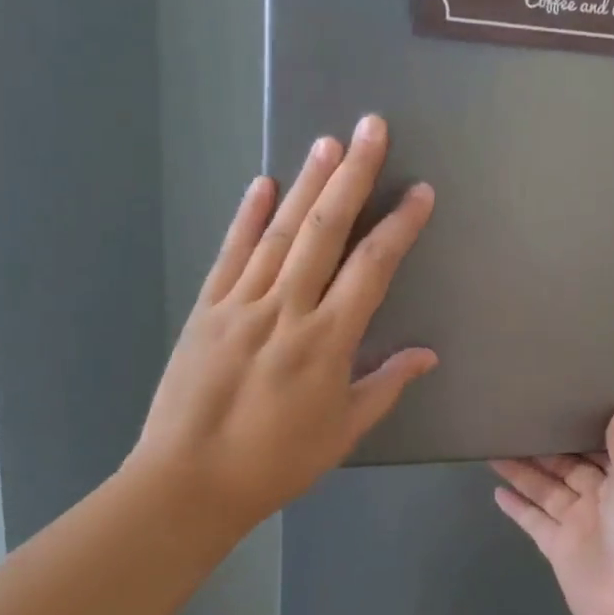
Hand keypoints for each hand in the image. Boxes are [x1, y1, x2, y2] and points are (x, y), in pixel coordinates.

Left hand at [131, 115, 436, 535]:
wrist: (186, 484)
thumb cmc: (277, 461)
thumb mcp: (344, 430)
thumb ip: (386, 384)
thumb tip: (427, 353)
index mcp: (327, 340)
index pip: (372, 268)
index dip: (399, 226)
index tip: (420, 192)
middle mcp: (286, 308)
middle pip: (325, 230)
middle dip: (352, 176)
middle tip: (370, 129)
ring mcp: (241, 304)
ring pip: (280, 232)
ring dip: (306, 183)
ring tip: (327, 141)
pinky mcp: (206, 309)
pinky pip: (230, 254)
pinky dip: (246, 217)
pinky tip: (262, 184)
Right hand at [491, 402, 613, 614]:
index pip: (599, 447)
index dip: (578, 429)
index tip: (555, 404)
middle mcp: (603, 499)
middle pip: (568, 467)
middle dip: (545, 448)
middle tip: (513, 421)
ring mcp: (580, 525)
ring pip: (546, 490)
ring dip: (524, 472)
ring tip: (495, 446)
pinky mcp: (559, 550)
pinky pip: (535, 521)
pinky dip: (518, 507)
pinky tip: (497, 489)